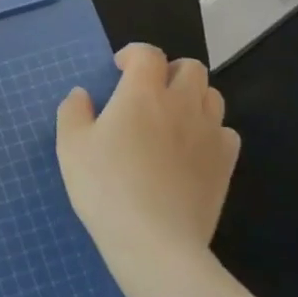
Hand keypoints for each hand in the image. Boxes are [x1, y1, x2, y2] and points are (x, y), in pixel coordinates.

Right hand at [56, 45, 239, 261]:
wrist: (156, 243)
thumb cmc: (106, 187)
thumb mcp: (71, 147)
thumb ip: (73, 112)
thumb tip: (82, 95)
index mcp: (142, 93)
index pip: (148, 54)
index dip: (134, 54)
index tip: (119, 70)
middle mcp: (181, 104)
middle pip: (191, 68)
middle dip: (170, 71)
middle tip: (148, 92)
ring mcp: (209, 134)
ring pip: (213, 96)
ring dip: (192, 97)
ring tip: (171, 118)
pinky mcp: (226, 164)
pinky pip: (226, 132)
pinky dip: (210, 131)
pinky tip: (192, 149)